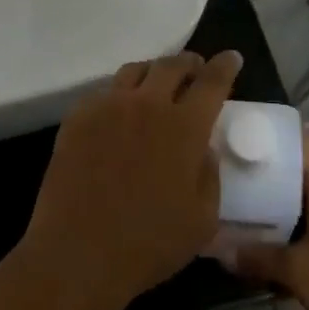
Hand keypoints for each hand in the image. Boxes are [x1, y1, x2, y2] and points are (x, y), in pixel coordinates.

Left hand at [21, 51, 238, 309]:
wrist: (78, 251)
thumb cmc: (149, 243)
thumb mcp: (203, 220)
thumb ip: (210, 175)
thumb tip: (204, 148)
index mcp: (183, 127)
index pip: (211, 82)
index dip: (224, 66)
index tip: (231, 58)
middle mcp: (146, 104)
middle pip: (171, 65)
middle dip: (189, 63)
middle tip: (196, 69)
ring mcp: (108, 106)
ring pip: (135, 71)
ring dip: (154, 72)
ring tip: (158, 84)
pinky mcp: (78, 116)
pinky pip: (104, 91)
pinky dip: (120, 94)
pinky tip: (121, 112)